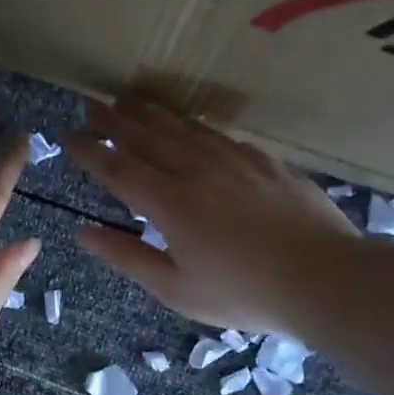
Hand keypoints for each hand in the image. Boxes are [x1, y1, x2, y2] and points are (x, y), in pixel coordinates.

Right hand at [63, 99, 356, 334]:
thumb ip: (126, 256)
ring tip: (127, 101)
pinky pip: (214, 132)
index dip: (89, 150)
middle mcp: (194, 169)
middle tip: (91, 106)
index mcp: (168, 202)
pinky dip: (190, 123)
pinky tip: (186, 123)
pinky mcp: (261, 159)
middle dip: (113, 120)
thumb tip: (81, 232)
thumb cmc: (244, 293)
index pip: (116, 167)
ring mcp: (231, 159)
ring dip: (148, 112)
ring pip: (179, 126)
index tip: (68, 136)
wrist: (325, 277)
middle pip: (144, 135)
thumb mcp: (175, 289)